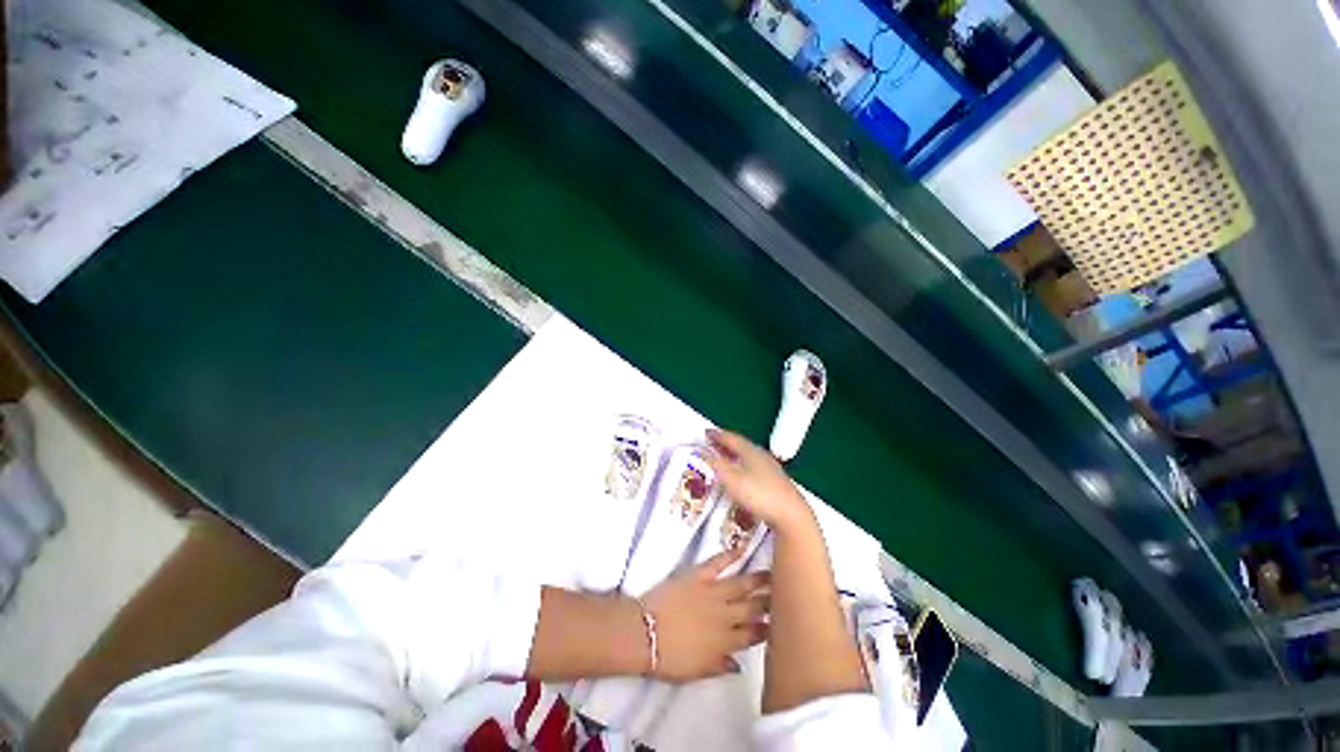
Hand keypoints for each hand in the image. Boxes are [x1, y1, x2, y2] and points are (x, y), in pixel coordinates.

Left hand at [640, 549, 768, 681]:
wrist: (644, 634)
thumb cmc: (669, 658)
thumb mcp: (696, 672)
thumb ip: (720, 667)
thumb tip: (740, 666)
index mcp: (725, 643)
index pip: (753, 635)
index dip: (767, 629)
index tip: (779, 623)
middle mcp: (725, 617)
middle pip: (753, 609)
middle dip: (770, 602)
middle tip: (785, 594)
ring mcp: (713, 593)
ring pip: (742, 585)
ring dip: (759, 579)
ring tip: (774, 572)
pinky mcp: (699, 576)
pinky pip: (718, 563)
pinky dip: (730, 554)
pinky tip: (742, 547)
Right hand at [705, 429, 815, 535]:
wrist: (791, 514)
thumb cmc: (758, 494)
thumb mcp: (731, 480)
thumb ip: (716, 465)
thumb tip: (701, 452)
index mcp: (750, 450)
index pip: (731, 438)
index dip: (717, 435)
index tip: (706, 433)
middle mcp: (761, 455)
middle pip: (740, 445)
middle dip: (725, 443)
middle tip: (712, 443)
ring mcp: (770, 467)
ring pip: (748, 455)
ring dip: (734, 454)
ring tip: (724, 457)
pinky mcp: (775, 480)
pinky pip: (754, 465)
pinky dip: (743, 464)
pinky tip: (741, 473)